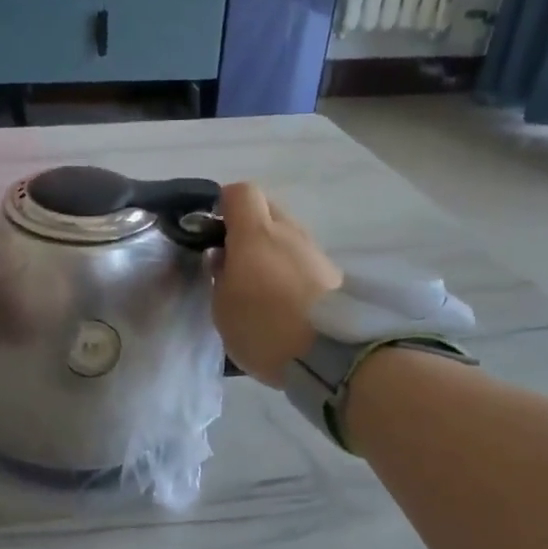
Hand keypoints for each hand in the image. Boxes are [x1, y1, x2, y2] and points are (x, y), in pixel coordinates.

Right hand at [211, 182, 340, 386]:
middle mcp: (289, 231)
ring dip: (271, 250)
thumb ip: (219, 276)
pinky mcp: (334, 274)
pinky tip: (284, 301)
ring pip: (287, 235)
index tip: (213, 231)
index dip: (224, 206)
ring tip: (260, 286)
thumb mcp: (222, 308)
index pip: (240, 192)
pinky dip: (291, 270)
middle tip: (234, 260)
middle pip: (267, 209)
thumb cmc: (263, 328)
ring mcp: (315, 251)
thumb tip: (221, 256)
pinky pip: (303, 259)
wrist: (331, 356)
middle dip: (248, 227)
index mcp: (255, 233)